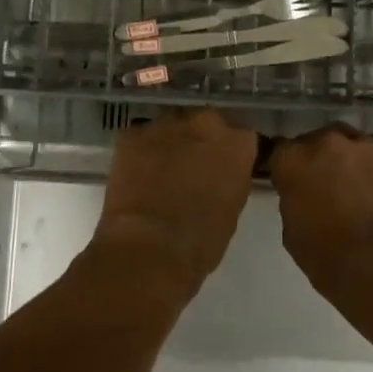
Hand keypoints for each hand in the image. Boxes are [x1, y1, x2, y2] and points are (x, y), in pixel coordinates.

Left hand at [89, 109, 257, 298]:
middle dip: (201, 139)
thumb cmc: (201, 241)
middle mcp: (204, 123)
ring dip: (171, 142)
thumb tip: (220, 172)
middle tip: (193, 166)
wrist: (149, 248)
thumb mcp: (232, 207)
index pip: (241, 135)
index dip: (231, 151)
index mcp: (237, 143)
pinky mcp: (131, 134)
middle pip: (205, 122)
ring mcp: (165, 125)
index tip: (224, 165)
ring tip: (162, 170)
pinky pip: (140, 137)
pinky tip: (137, 174)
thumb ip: (231, 177)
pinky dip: (141, 151)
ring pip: (172, 126)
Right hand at [268, 125, 372, 324]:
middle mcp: (325, 143)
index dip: (285, 169)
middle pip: (315, 142)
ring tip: (353, 187)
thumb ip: (293, 201)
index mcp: (292, 161)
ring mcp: (363, 146)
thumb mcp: (292, 233)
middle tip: (323, 186)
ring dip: (346, 160)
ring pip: (348, 144)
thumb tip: (302, 195)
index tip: (290, 183)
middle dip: (316, 160)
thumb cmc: (330, 260)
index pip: (280, 152)